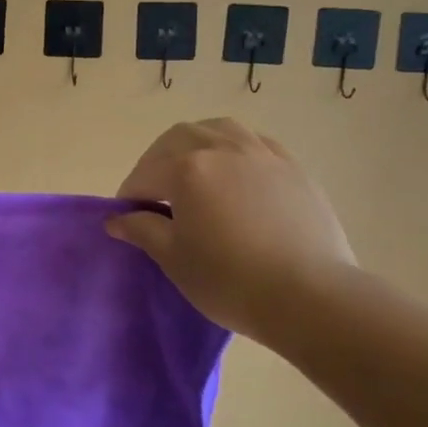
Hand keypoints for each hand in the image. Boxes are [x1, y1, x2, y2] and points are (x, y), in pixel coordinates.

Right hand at [107, 118, 354, 343]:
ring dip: (197, 143)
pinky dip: (236, 149)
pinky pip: (256, 142)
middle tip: (155, 193)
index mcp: (187, 168)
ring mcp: (262, 154)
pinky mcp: (293, 168)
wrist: (311, 297)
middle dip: (158, 160)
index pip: (145, 175)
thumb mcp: (174, 258)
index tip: (128, 218)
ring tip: (194, 170)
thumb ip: (142, 230)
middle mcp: (222, 148)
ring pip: (219, 129)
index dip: (131, 196)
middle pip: (178, 139)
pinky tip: (237, 173)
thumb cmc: (230, 280)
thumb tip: (116, 219)